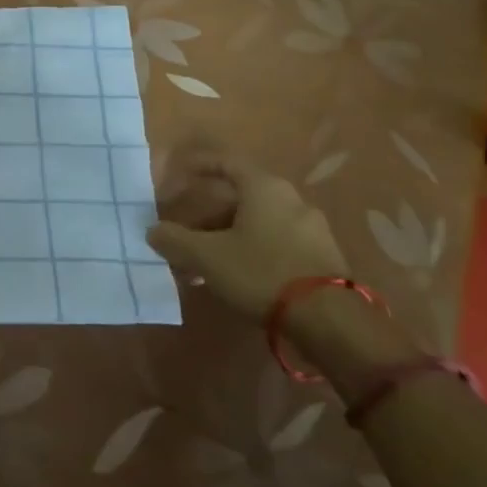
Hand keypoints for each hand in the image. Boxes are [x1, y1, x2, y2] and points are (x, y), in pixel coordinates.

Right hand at [147, 155, 347, 320]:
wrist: (332, 323)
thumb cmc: (262, 272)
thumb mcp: (206, 256)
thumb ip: (174, 239)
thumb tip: (153, 231)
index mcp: (264, 187)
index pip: (225, 162)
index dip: (197, 167)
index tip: (176, 176)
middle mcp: (291, 199)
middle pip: (238, 197)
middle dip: (206, 216)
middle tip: (184, 234)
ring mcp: (311, 229)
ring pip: (257, 224)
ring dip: (226, 237)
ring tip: (204, 264)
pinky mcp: (323, 258)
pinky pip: (276, 244)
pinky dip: (251, 252)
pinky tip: (236, 277)